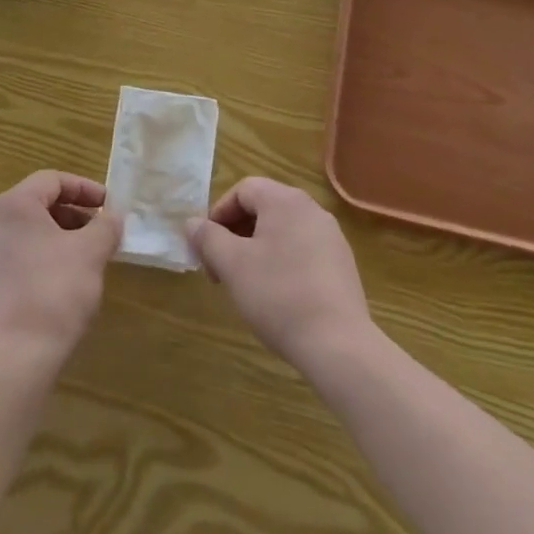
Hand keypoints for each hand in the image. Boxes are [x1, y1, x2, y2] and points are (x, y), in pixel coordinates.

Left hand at [0, 170, 121, 372]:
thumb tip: (111, 217)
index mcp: (13, 205)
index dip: (85, 189)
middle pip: (36, 205)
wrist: (12, 360)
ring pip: (24, 234)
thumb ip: (106, 225)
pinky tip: (57, 285)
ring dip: (55, 239)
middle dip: (72, 215)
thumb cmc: (55, 292)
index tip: (108, 207)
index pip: (52, 180)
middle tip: (99, 234)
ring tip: (82, 260)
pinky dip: (37, 261)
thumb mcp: (92, 252)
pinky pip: (12, 260)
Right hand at [186, 177, 373, 369]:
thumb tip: (192, 223)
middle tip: (220, 268)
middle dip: (236, 234)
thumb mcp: (232, 265)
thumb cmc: (278, 295)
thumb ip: (208, 238)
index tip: (207, 247)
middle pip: (264, 208)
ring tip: (245, 283)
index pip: (243, 189)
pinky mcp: (341, 264)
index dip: (219, 214)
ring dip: (257, 249)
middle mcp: (311, 209)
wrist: (337, 344)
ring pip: (282, 230)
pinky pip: (302, 250)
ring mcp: (331, 236)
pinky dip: (282, 262)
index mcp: (285, 200)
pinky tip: (276, 295)